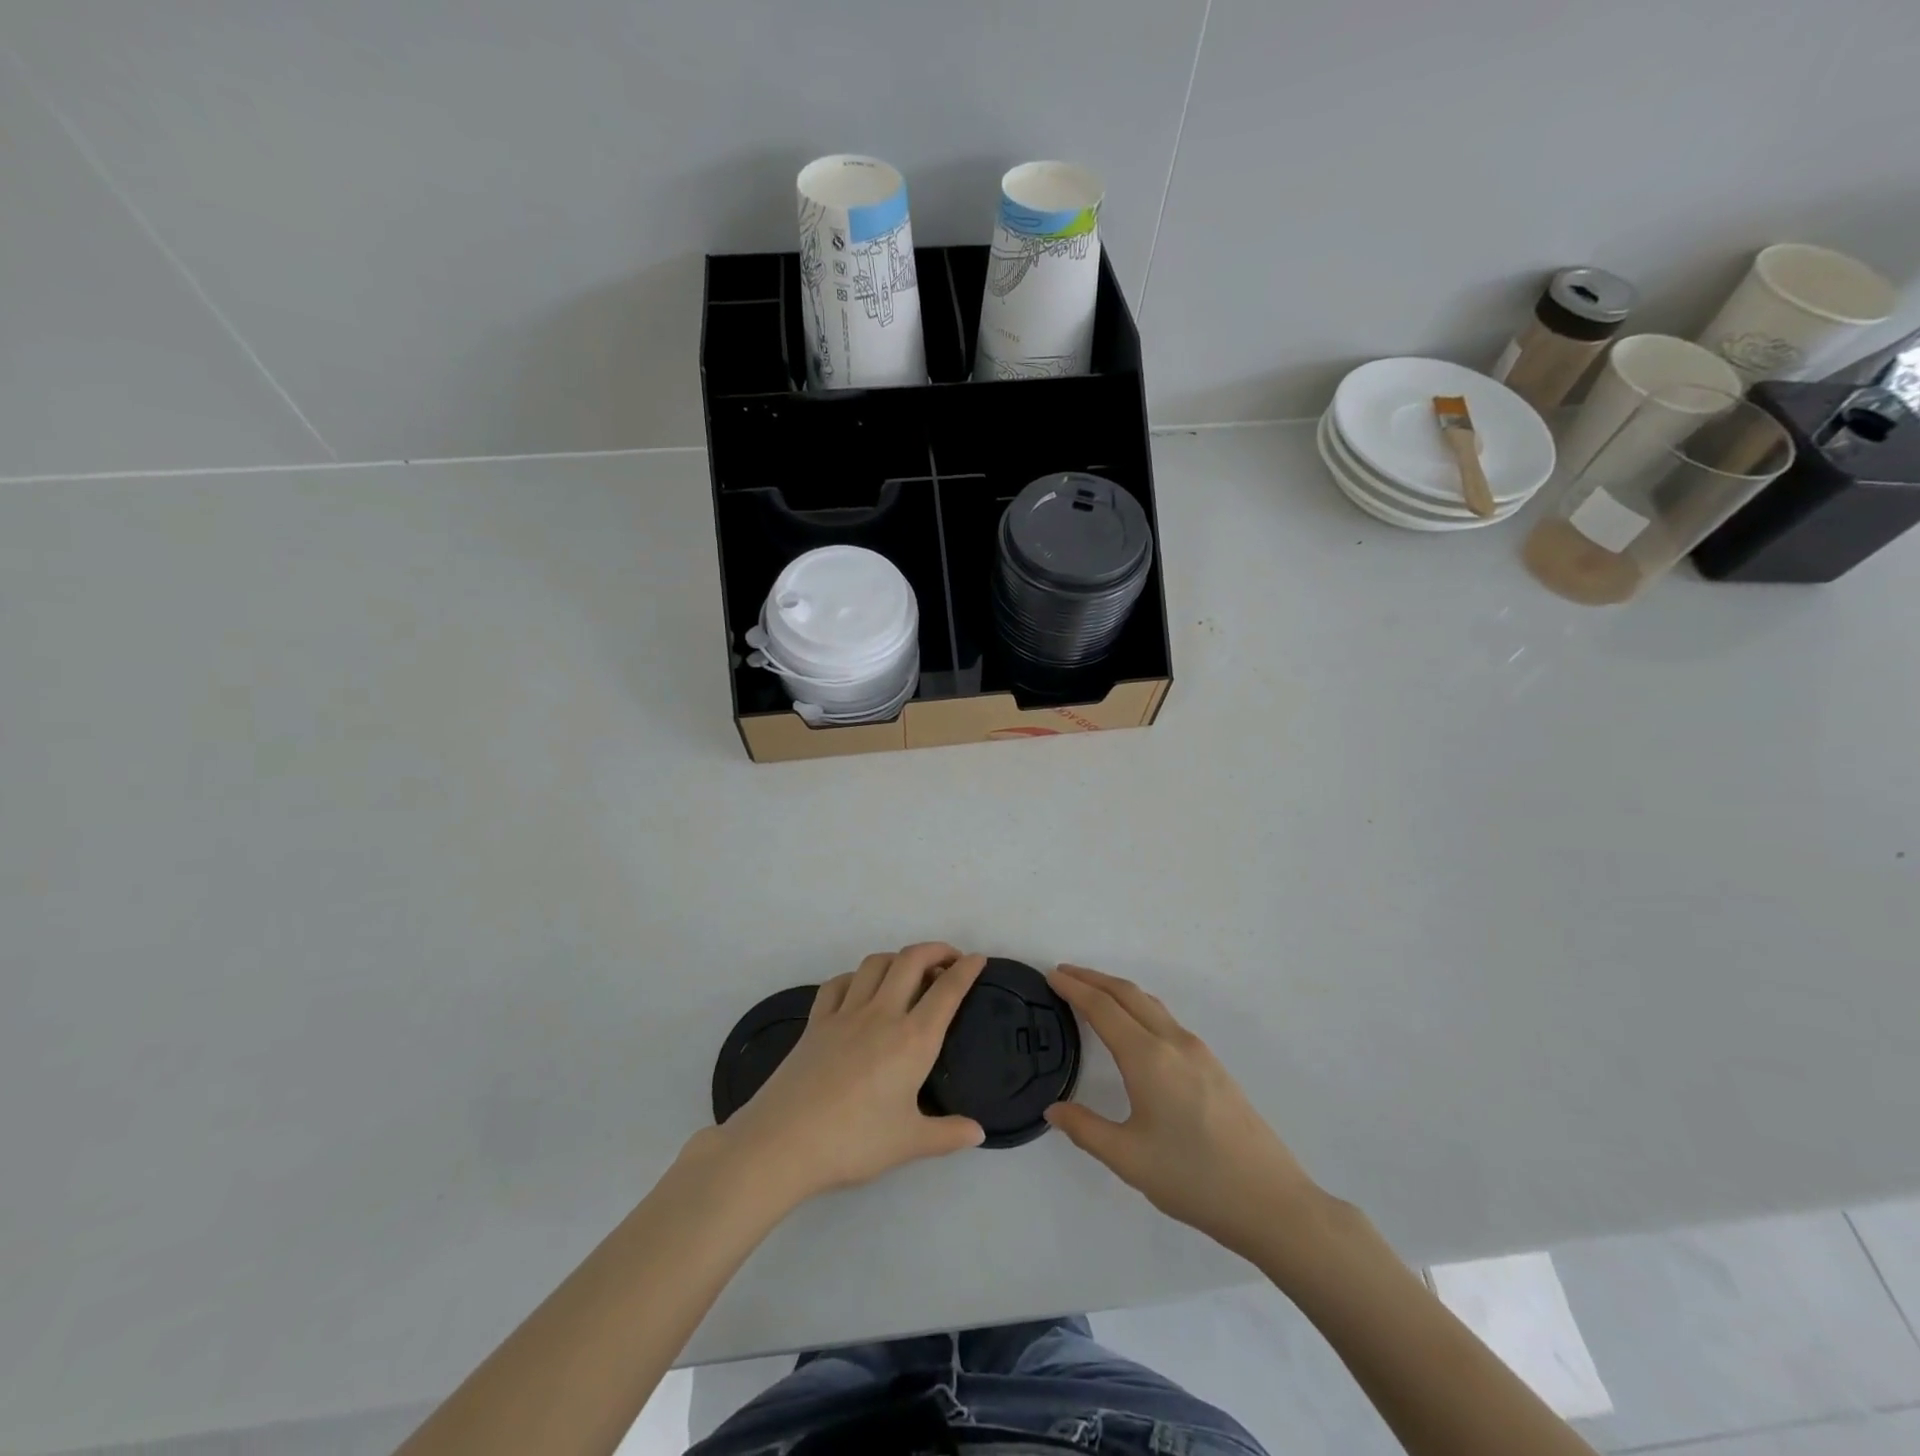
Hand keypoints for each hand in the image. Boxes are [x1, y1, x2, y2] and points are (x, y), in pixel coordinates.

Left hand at [710, 944, 986, 1208]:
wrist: (784, 1142)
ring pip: (875, 964)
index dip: (966, 969)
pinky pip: (839, 983)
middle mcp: (882, 1014)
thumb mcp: (909, 1144)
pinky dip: (856, 977)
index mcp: (912, 1039)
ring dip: (897, 958)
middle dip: (935, 950)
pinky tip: (859, 989)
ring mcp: (845, 1013)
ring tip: (908, 971)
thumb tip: (978, 1132)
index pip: (947, 991)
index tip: (978, 959)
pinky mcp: (816, 1021)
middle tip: (949, 959)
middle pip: (911, 960)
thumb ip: (947, 1134)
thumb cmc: (854, 1142)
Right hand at [1044, 965, 1323, 1257]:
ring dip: (1118, 991)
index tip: (1052, 976)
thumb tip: (1053, 1110)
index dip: (1075, 989)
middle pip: (1127, 994)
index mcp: (1148, 1058)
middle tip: (1065, 974)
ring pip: (1150, 1004)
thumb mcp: (1128, 1159)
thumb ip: (1085, 1129)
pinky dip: (1139, 1007)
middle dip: (1094, 979)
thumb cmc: (1194, 1179)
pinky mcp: (1213, 1066)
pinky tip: (1134, 1028)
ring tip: (1093, 993)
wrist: (1271, 1201)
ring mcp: (1198, 1052)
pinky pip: (1166, 1019)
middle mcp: (1173, 1042)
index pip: (1103, 1008)